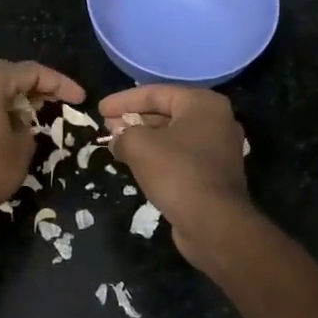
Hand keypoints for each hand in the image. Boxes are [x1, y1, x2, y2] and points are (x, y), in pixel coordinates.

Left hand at [0, 60, 84, 221]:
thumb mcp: (22, 147)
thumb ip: (27, 125)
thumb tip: (21, 121)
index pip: (31, 71)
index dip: (59, 83)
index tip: (80, 98)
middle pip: (8, 74)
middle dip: (35, 85)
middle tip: (57, 100)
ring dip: (15, 96)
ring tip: (37, 111)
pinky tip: (10, 124)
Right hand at [99, 85, 252, 261]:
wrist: (213, 224)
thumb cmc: (177, 173)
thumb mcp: (140, 145)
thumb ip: (123, 134)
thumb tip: (117, 140)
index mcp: (203, 104)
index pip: (156, 93)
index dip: (124, 100)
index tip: (99, 109)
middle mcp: (216, 121)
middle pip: (166, 112)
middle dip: (134, 118)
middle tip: (107, 125)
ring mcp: (218, 149)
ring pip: (173, 136)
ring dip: (144, 138)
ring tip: (116, 144)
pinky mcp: (214, 174)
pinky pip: (180, 156)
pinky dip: (158, 156)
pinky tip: (136, 163)